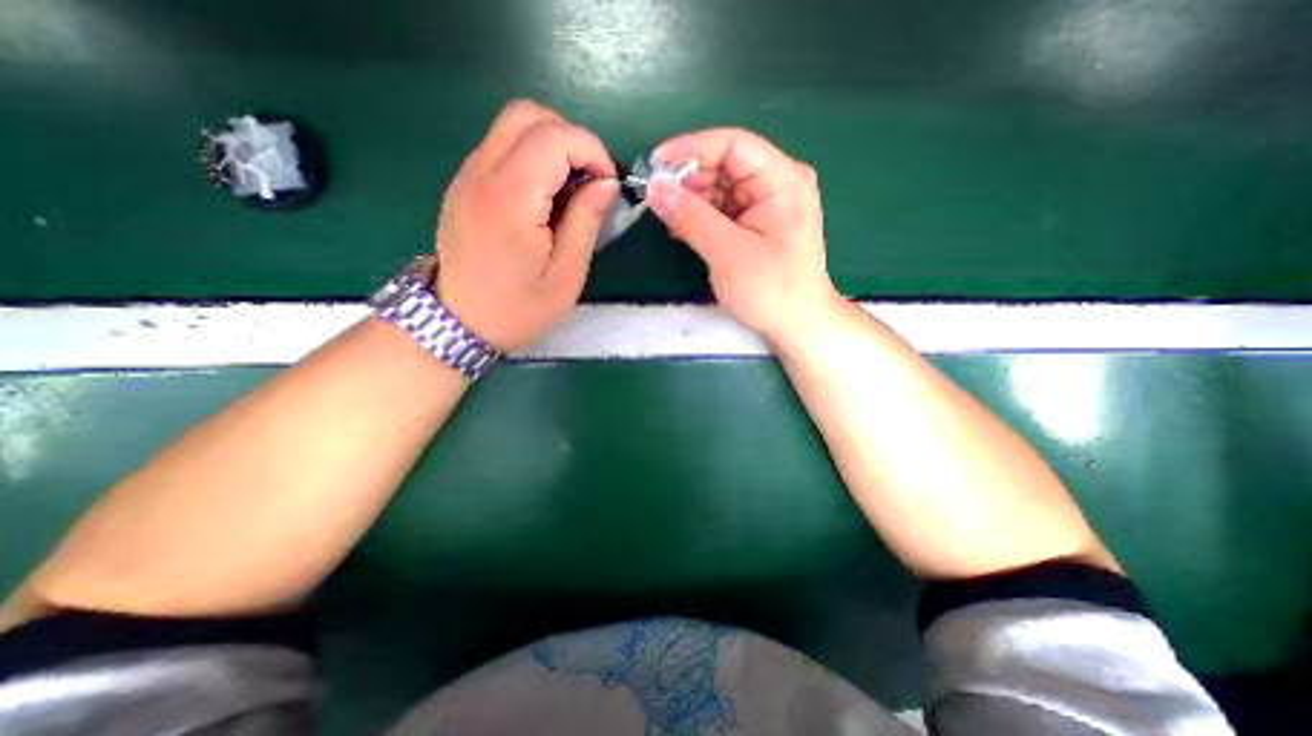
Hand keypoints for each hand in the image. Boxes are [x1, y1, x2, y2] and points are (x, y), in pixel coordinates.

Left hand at [432, 97, 615, 350]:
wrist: (459, 323)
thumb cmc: (518, 308)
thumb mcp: (566, 275)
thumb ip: (586, 222)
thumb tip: (606, 183)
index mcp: (511, 200)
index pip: (555, 137)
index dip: (592, 151)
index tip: (607, 185)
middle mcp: (482, 174)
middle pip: (529, 115)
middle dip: (571, 139)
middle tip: (589, 181)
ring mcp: (467, 176)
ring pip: (512, 125)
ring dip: (551, 145)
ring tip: (569, 190)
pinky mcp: (463, 184)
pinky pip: (501, 148)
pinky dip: (531, 157)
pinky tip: (543, 197)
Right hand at [643, 126, 839, 344]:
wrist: (796, 326)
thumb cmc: (771, 290)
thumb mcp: (728, 253)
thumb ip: (691, 217)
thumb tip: (654, 188)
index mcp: (782, 180)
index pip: (733, 144)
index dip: (691, 149)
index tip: (654, 165)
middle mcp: (775, 184)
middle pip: (724, 165)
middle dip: (688, 179)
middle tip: (655, 198)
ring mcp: (765, 205)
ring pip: (718, 188)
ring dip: (690, 201)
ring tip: (666, 219)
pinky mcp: (754, 224)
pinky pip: (720, 210)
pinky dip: (699, 218)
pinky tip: (681, 230)